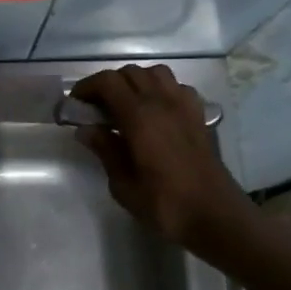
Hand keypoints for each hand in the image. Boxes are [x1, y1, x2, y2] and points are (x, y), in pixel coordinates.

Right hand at [71, 65, 247, 249]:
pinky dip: (160, 90)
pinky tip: (154, 112)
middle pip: (131, 73)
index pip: (108, 82)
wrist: (216, 217)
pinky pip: (177, 88)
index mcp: (140, 117)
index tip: (74, 103)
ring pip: (156, 74)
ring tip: (124, 106)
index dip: (87, 87)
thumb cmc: (165, 205)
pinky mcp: (199, 117)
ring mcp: (185, 107)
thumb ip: (105, 151)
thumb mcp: (123, 185)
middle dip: (108, 84)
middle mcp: (163, 103)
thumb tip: (85, 129)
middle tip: (95, 108)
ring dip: (135, 82)